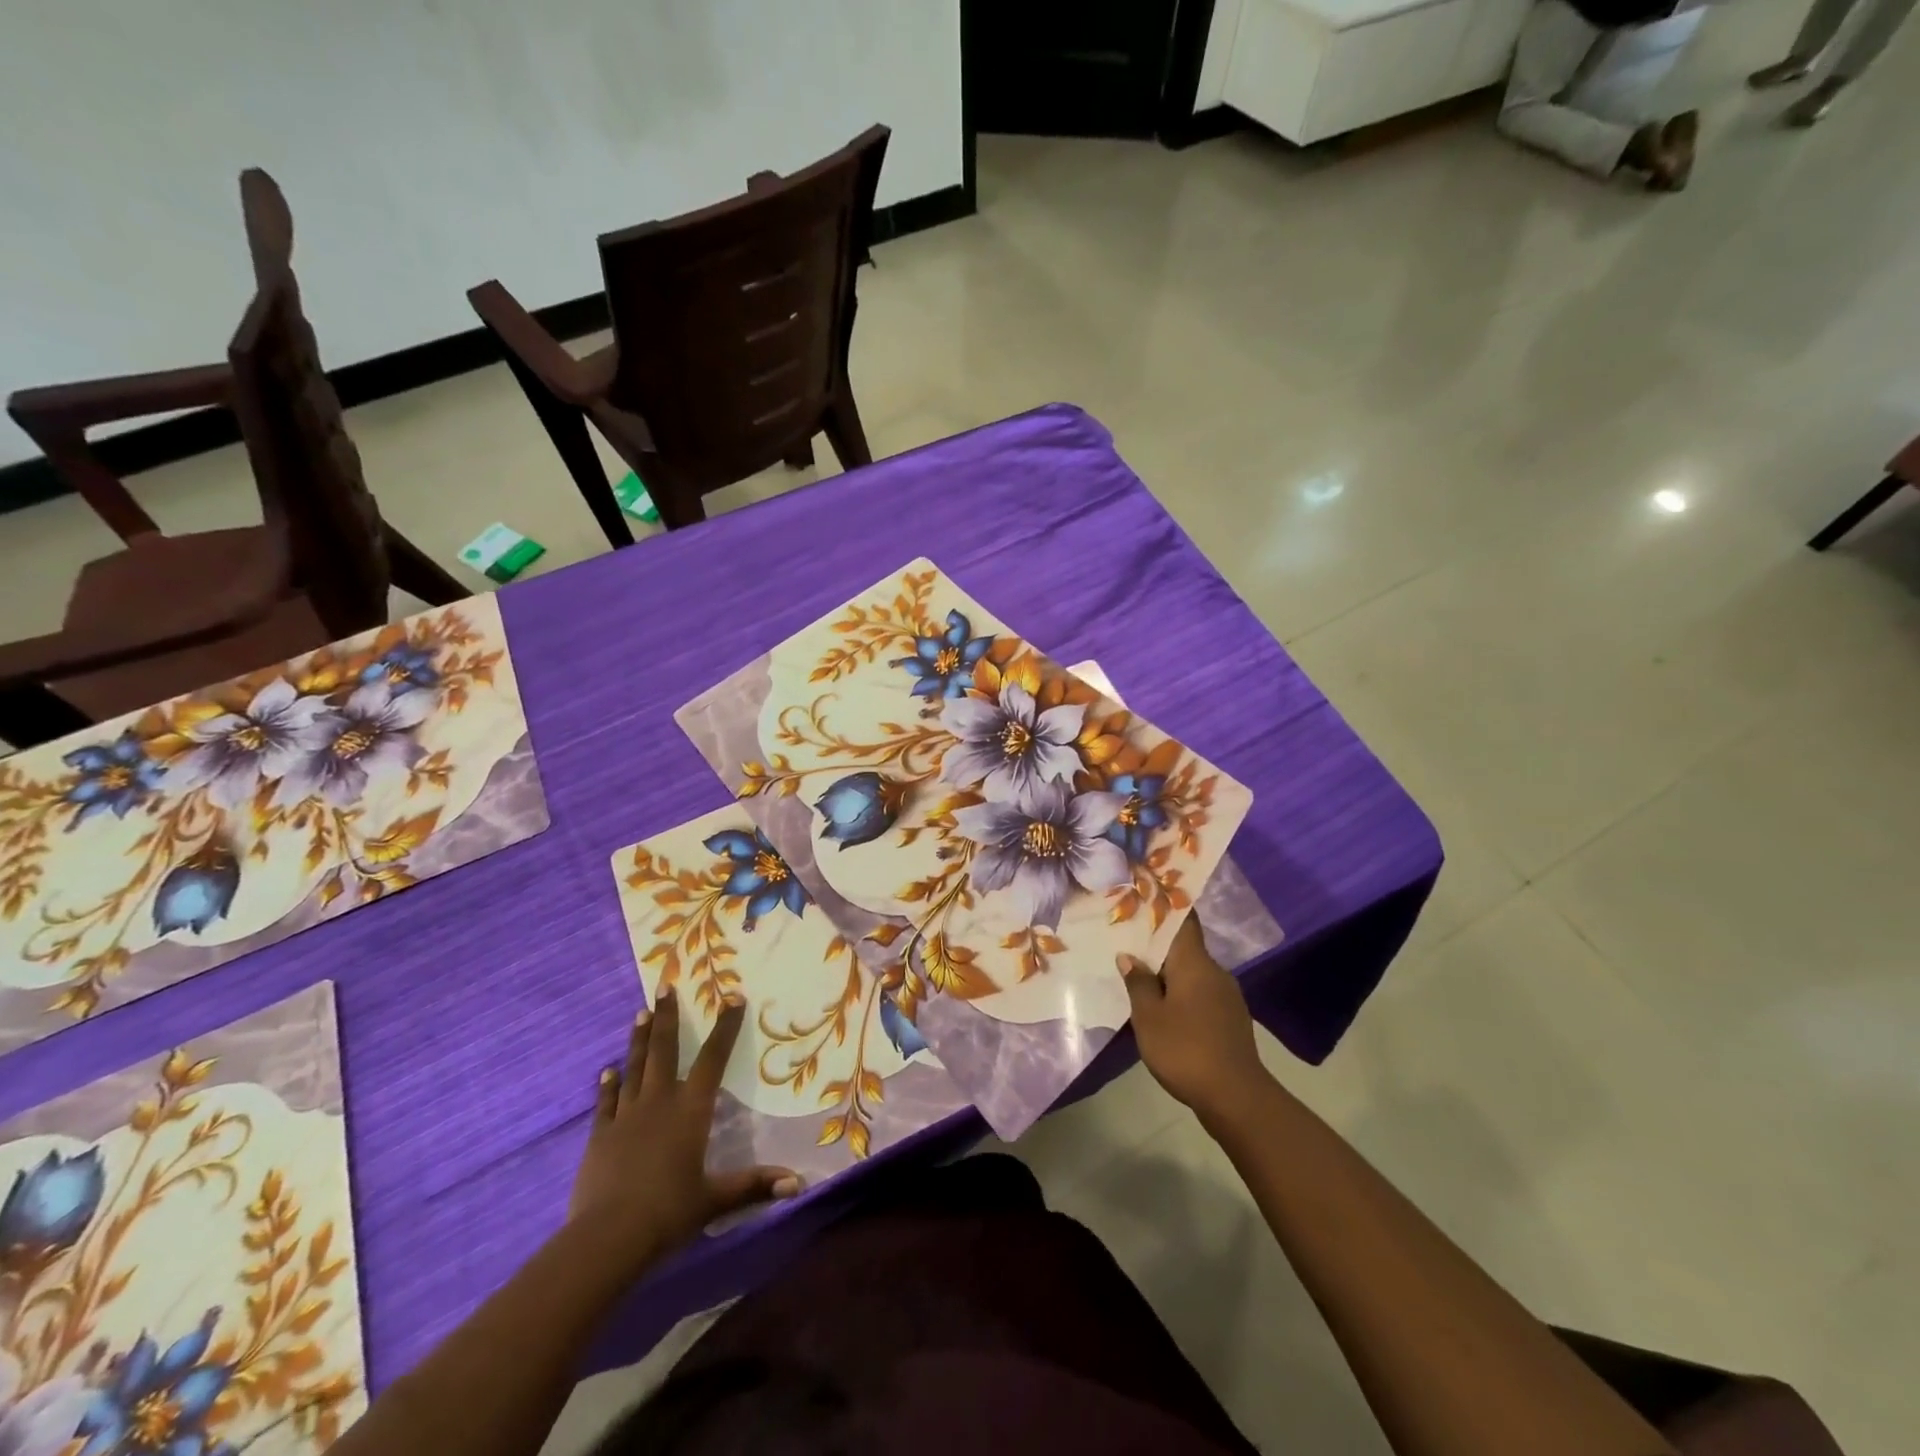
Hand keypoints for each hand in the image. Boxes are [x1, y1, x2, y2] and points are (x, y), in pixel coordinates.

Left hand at [569, 990, 800, 1273]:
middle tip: (665, 987)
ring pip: (635, 1067)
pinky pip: (606, 1101)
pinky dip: (608, 1084)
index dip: (725, 1028)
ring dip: (639, 1040)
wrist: (607, 1237)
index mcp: (691, 1110)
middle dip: (667, 1017)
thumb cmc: (669, 1212)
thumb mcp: (716, 1200)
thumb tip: (798, 1184)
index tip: (732, 998)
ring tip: (640, 1014)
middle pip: (664, 1051)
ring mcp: (626, 1116)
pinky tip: (607, 1070)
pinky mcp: (600, 1135)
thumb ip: (755, 1185)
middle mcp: (659, 1102)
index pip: (713, 1059)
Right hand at [1121, 917, 1269, 1125]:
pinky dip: (1181, 993)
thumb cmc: (1186, 1049)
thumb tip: (1129, 956)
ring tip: (1140, 976)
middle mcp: (1215, 971)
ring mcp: (1227, 996)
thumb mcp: (1149, 1017)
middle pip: (1185, 948)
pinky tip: (1164, 1008)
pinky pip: (1201, 994)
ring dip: (1169, 973)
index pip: (1185, 920)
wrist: (1236, 1097)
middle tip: (1128, 941)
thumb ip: (1138, 983)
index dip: (1167, 905)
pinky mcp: (1230, 1019)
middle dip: (1159, 945)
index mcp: (1195, 962)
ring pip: (1192, 973)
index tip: (1147, 894)